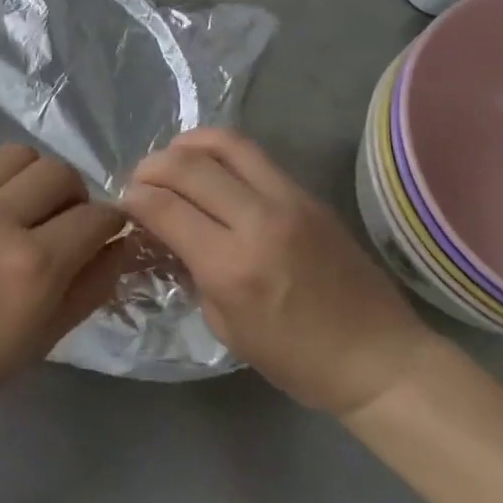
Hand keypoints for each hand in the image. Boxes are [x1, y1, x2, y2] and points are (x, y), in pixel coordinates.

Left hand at [0, 145, 126, 444]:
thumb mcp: (42, 340)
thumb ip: (89, 288)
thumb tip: (120, 246)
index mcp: (34, 266)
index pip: (96, 217)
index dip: (111, 224)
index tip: (106, 235)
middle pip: (60, 172)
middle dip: (76, 196)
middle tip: (65, 224)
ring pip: (19, 154)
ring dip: (35, 176)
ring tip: (26, 206)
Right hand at [122, 128, 433, 414]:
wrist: (379, 358)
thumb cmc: (296, 359)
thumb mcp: (225, 325)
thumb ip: (191, 270)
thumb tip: (167, 232)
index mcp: (232, 266)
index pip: (164, 208)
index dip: (133, 200)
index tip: (124, 205)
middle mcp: (258, 221)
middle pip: (187, 166)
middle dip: (151, 167)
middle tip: (140, 181)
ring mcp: (288, 200)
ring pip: (224, 144)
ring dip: (186, 145)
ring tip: (172, 159)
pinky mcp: (308, 194)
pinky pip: (254, 156)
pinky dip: (219, 153)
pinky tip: (209, 168)